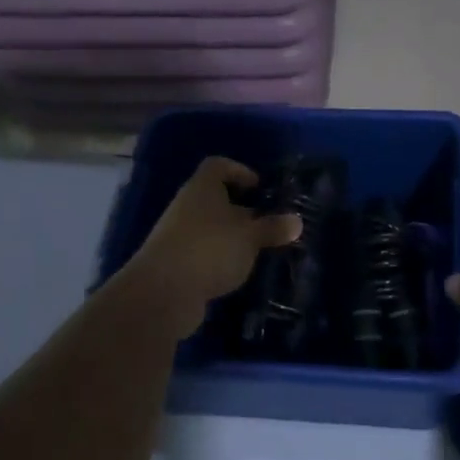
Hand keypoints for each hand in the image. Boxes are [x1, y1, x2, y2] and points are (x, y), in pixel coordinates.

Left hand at [117, 157, 301, 339]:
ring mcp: (177, 235)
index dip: (239, 171)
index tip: (259, 188)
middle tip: (267, 223)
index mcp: (203, 187)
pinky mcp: (174, 263)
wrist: (162, 293)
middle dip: (241, 209)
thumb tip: (297, 221)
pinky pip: (202, 253)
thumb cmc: (210, 249)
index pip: (218, 166)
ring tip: (257, 250)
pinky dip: (218, 259)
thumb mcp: (250, 237)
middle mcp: (187, 205)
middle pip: (215, 198)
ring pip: (209, 228)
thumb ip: (273, 228)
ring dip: (231, 237)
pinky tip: (236, 273)